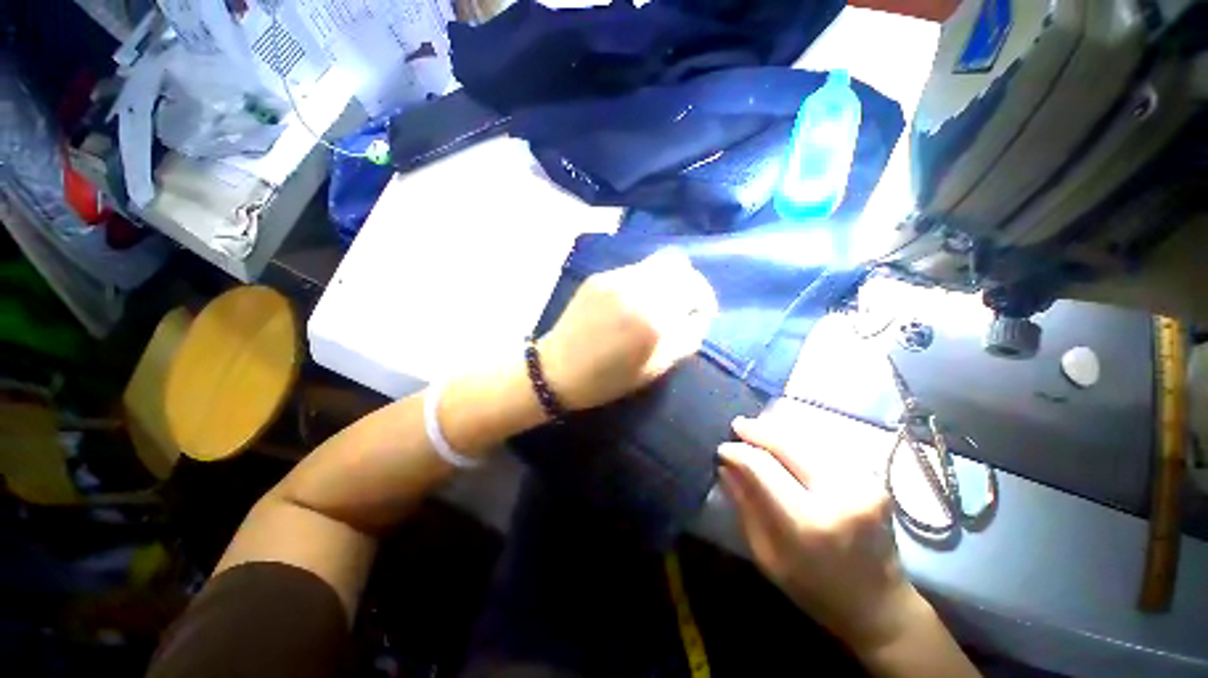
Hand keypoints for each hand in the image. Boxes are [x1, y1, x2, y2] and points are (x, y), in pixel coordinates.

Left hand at [538, 249, 716, 410]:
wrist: (557, 370)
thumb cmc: (608, 378)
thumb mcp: (656, 368)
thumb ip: (687, 337)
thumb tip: (698, 315)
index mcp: (652, 315)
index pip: (694, 287)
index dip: (704, 299)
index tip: (699, 313)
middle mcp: (635, 288)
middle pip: (678, 265)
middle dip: (687, 283)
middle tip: (683, 305)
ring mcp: (614, 278)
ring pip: (655, 264)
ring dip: (665, 280)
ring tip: (657, 304)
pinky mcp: (598, 277)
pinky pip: (633, 271)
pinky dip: (643, 282)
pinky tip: (632, 303)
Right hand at [718, 414, 922, 653]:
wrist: (880, 605)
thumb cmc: (814, 588)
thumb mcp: (766, 555)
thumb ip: (745, 505)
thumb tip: (725, 466)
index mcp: (807, 522)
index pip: (762, 467)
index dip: (738, 452)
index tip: (722, 449)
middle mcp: (839, 494)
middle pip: (787, 444)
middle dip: (757, 431)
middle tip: (737, 426)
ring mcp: (862, 483)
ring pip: (807, 440)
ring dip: (777, 432)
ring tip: (756, 430)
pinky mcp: (873, 478)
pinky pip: (824, 448)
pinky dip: (799, 441)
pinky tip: (785, 442)